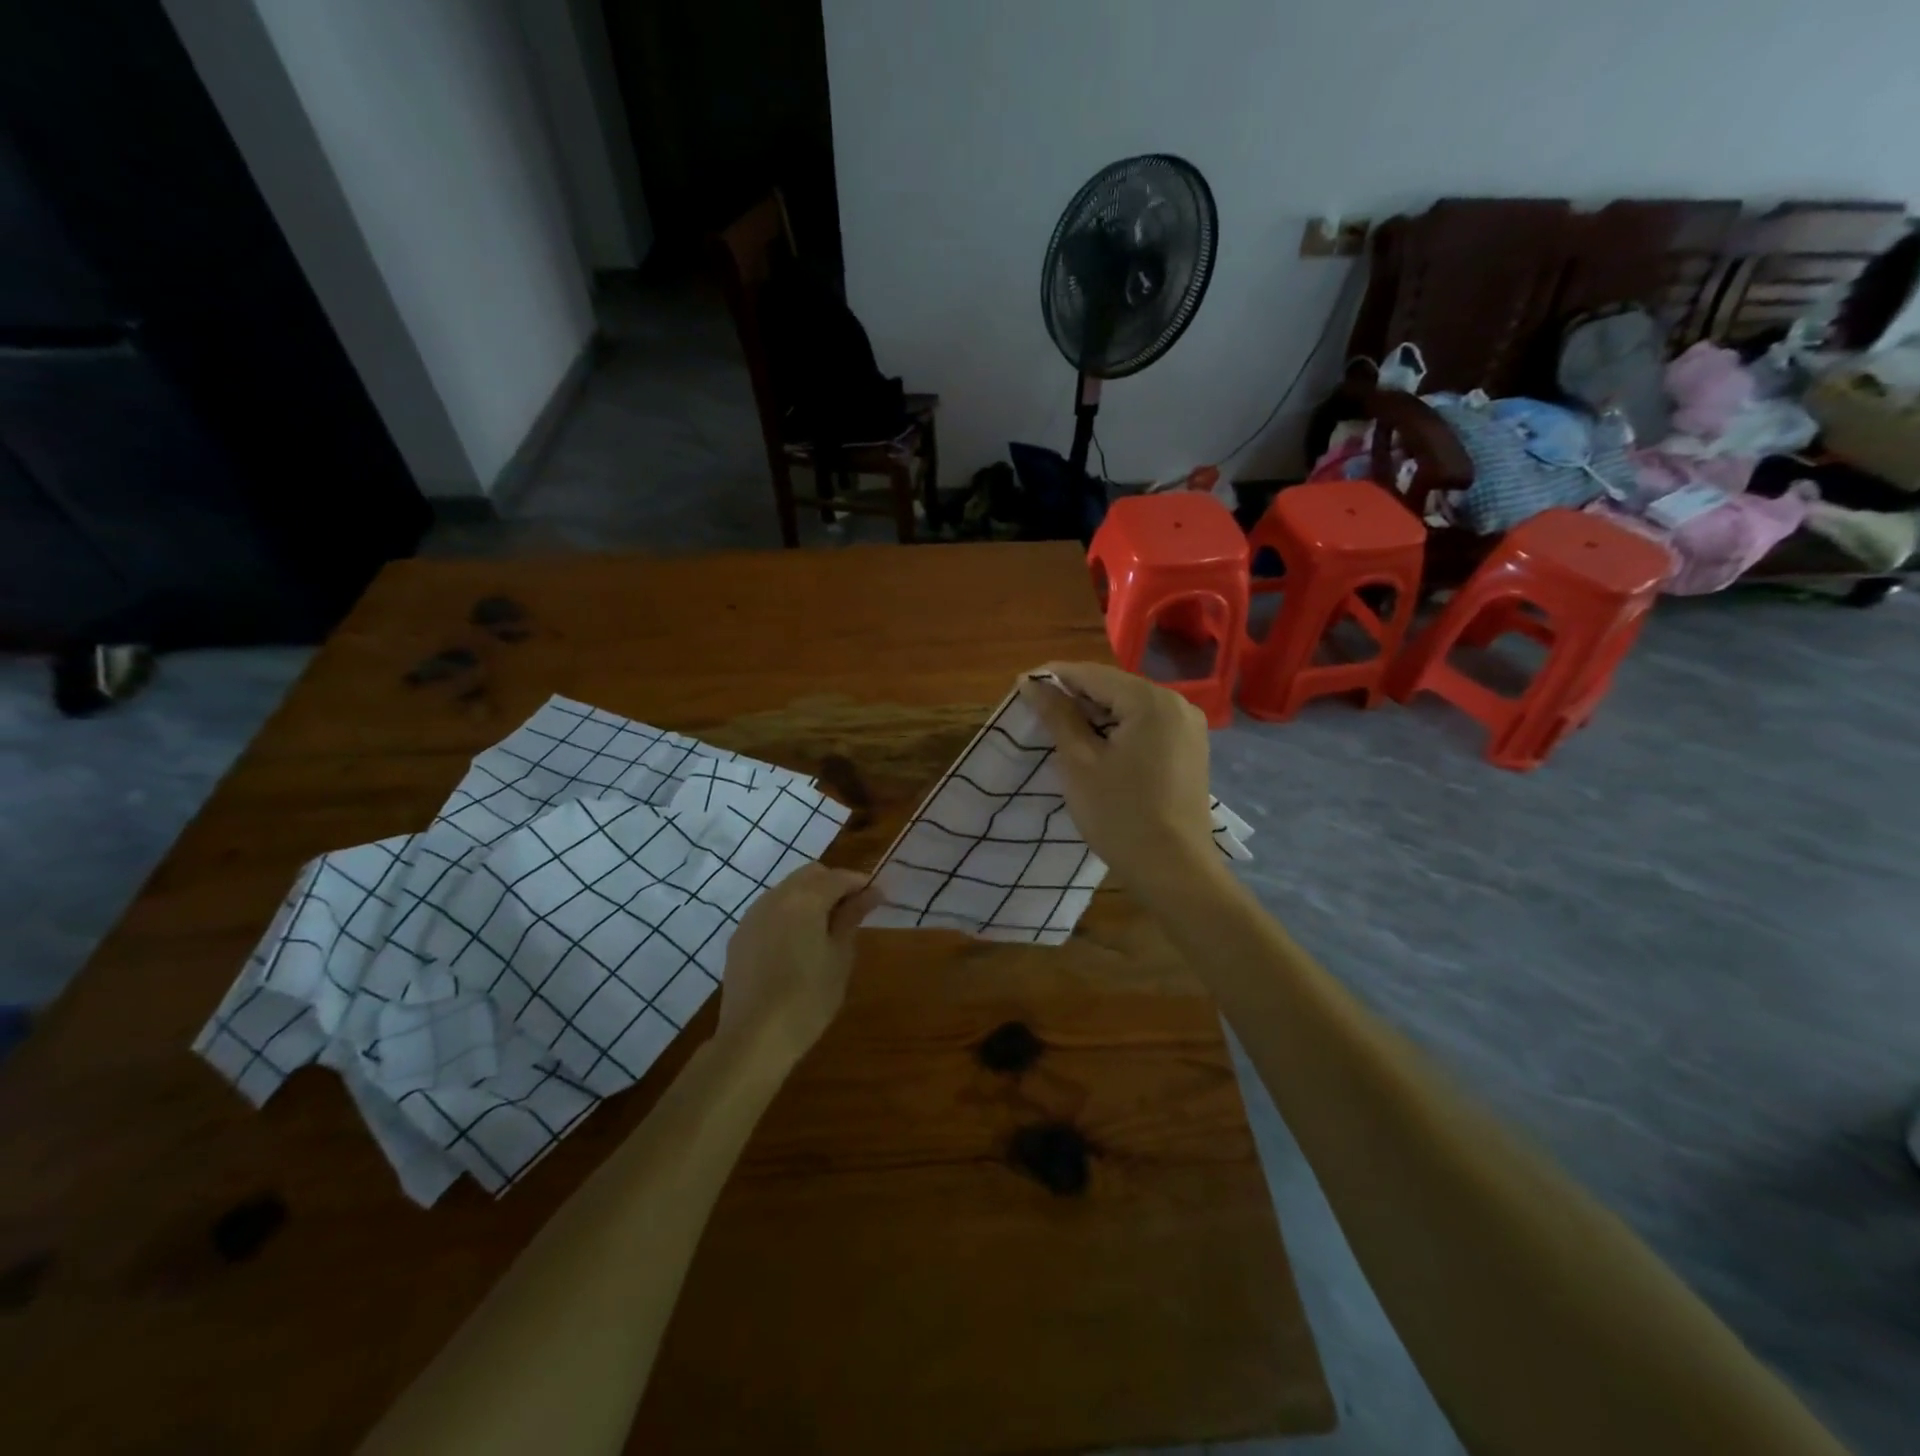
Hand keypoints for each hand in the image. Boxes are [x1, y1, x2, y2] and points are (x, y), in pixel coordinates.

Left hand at [717, 864, 879, 1066]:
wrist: (754, 1038)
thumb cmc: (808, 998)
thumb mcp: (839, 957)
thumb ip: (852, 917)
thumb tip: (872, 892)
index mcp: (804, 899)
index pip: (838, 877)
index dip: (860, 883)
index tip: (878, 898)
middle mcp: (775, 897)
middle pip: (810, 875)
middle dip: (834, 884)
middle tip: (853, 911)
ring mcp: (752, 916)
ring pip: (787, 890)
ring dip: (809, 897)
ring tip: (826, 928)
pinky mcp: (739, 936)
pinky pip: (770, 910)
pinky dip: (789, 914)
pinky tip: (797, 943)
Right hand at [1018, 662, 1218, 893]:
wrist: (1174, 870)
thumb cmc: (1119, 814)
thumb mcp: (1079, 762)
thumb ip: (1057, 715)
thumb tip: (1031, 682)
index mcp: (1149, 700)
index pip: (1093, 674)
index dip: (1055, 677)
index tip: (1022, 685)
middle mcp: (1176, 703)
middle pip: (1115, 688)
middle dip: (1076, 697)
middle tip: (1038, 712)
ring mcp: (1188, 727)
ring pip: (1131, 708)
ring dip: (1097, 715)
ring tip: (1062, 731)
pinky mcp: (1191, 750)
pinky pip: (1147, 726)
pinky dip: (1119, 731)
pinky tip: (1098, 748)